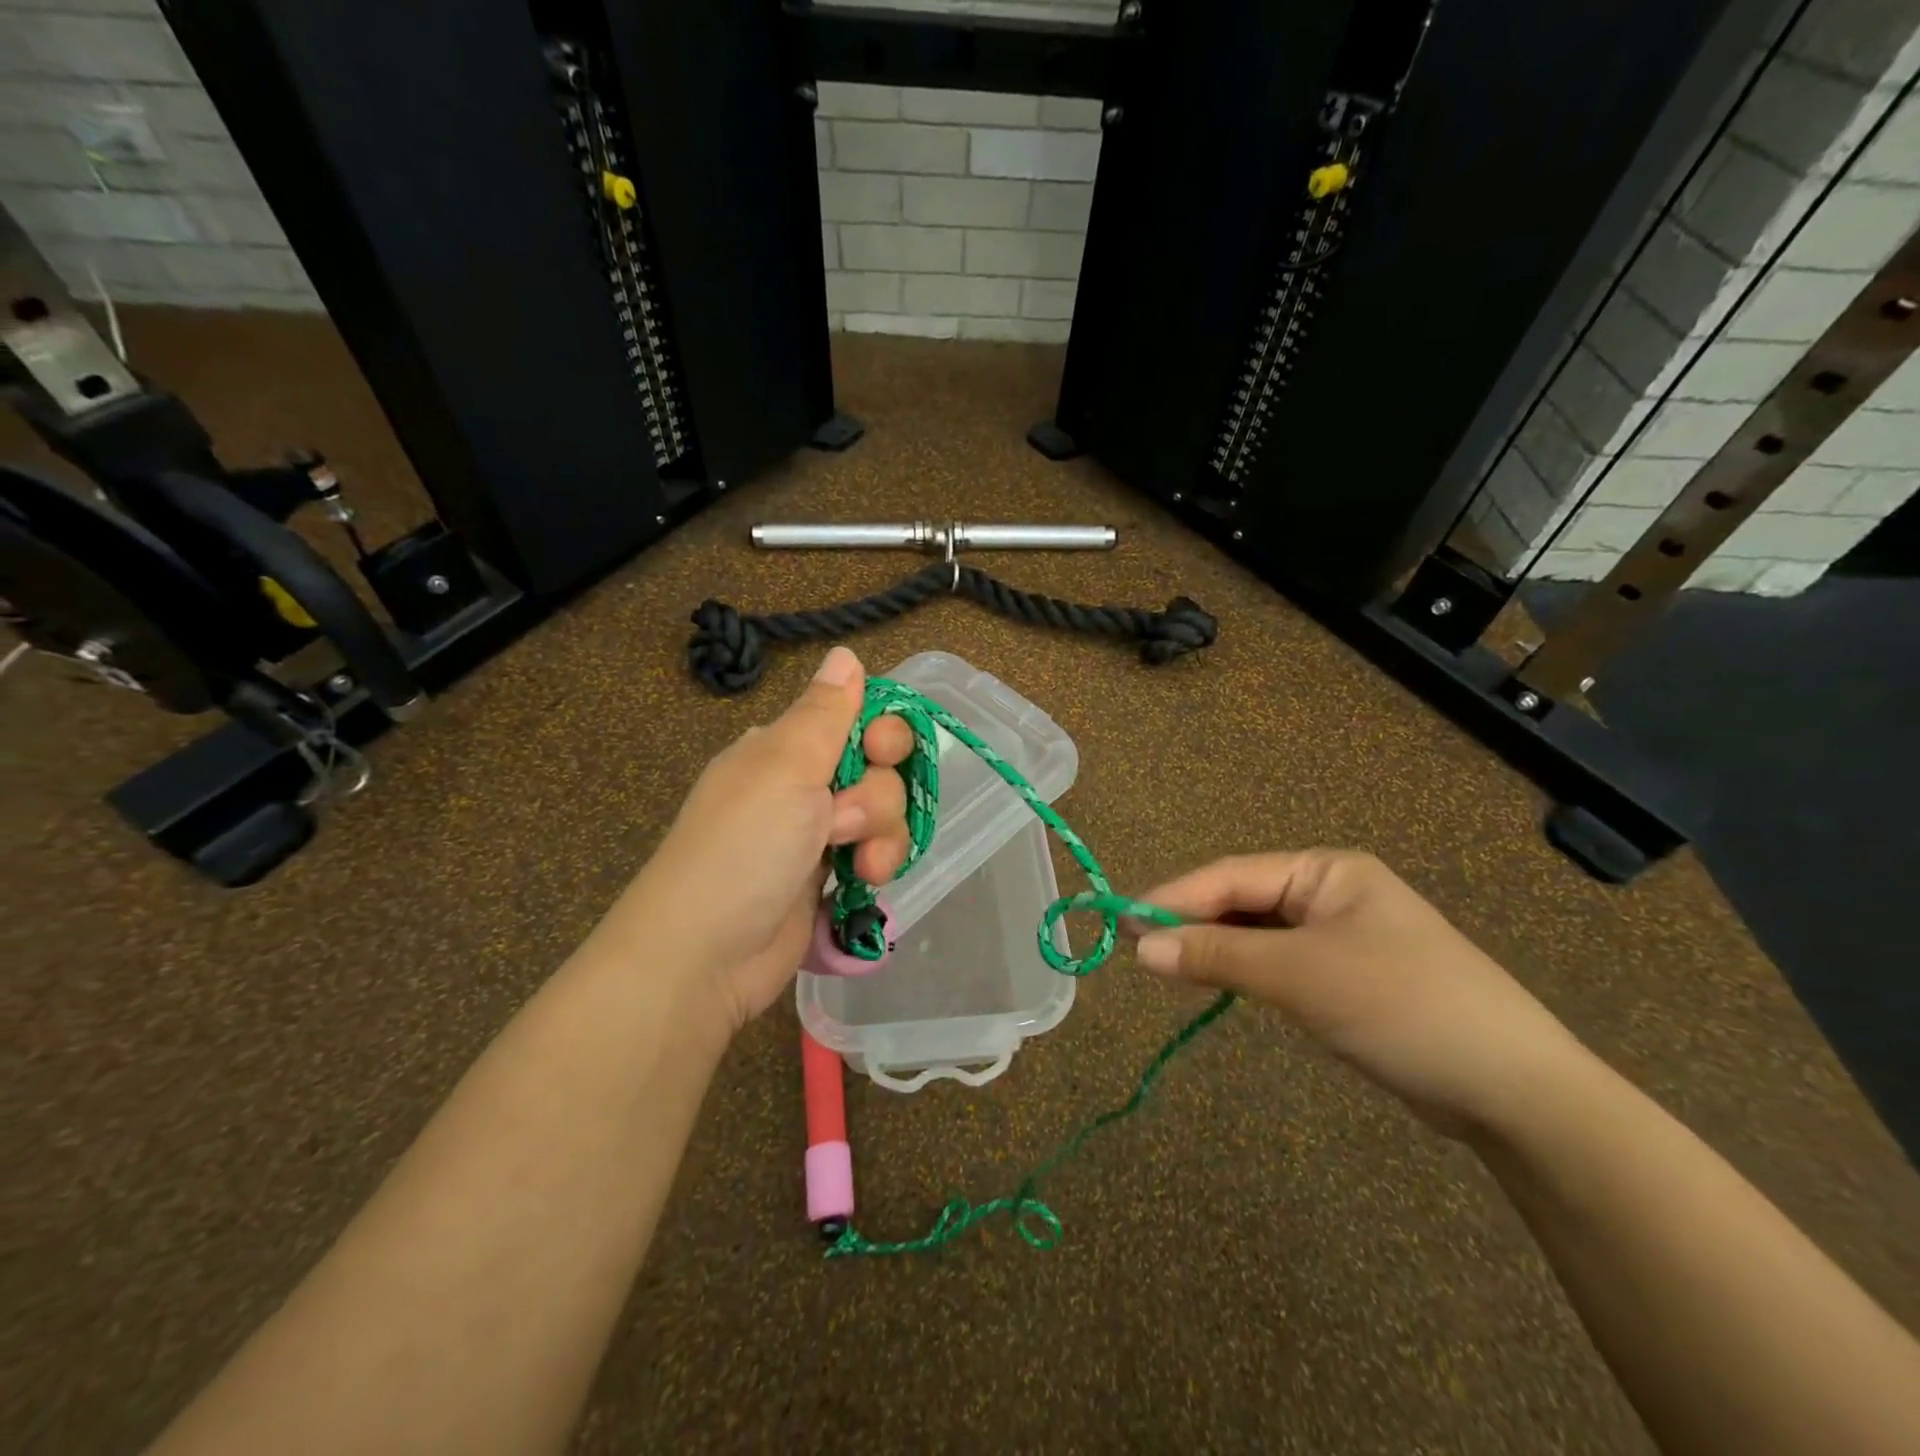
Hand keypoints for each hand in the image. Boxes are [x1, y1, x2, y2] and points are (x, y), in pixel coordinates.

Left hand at [602, 646, 913, 1029]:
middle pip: (880, 768)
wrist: (706, 954)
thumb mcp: (784, 767)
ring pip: (885, 813)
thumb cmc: (743, 847)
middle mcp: (803, 784)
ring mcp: (817, 834)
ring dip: (883, 835)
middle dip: (878, 795)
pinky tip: (865, 882)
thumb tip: (844, 653)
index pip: (855, 717)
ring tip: (859, 864)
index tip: (880, 750)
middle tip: (843, 819)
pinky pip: (877, 853)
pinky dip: (879, 864)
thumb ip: (824, 711)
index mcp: (784, 749)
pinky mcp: (830, 877)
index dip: (881, 731)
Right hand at [1132, 851, 1589, 1137]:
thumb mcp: (1300, 976)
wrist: (1515, 1092)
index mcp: (1326, 870)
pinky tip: (1218, 984)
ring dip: (1215, 949)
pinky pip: (1279, 962)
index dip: (1175, 898)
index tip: (1124, 923)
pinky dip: (1245, 972)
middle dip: (1192, 923)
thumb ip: (1217, 956)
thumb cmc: (1402, 1006)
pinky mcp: (1347, 977)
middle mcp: (1331, 892)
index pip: (1232, 875)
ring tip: (1165, 967)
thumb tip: (1139, 948)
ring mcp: (1341, 936)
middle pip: (1242, 900)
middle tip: (1137, 950)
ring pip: (1257, 933)